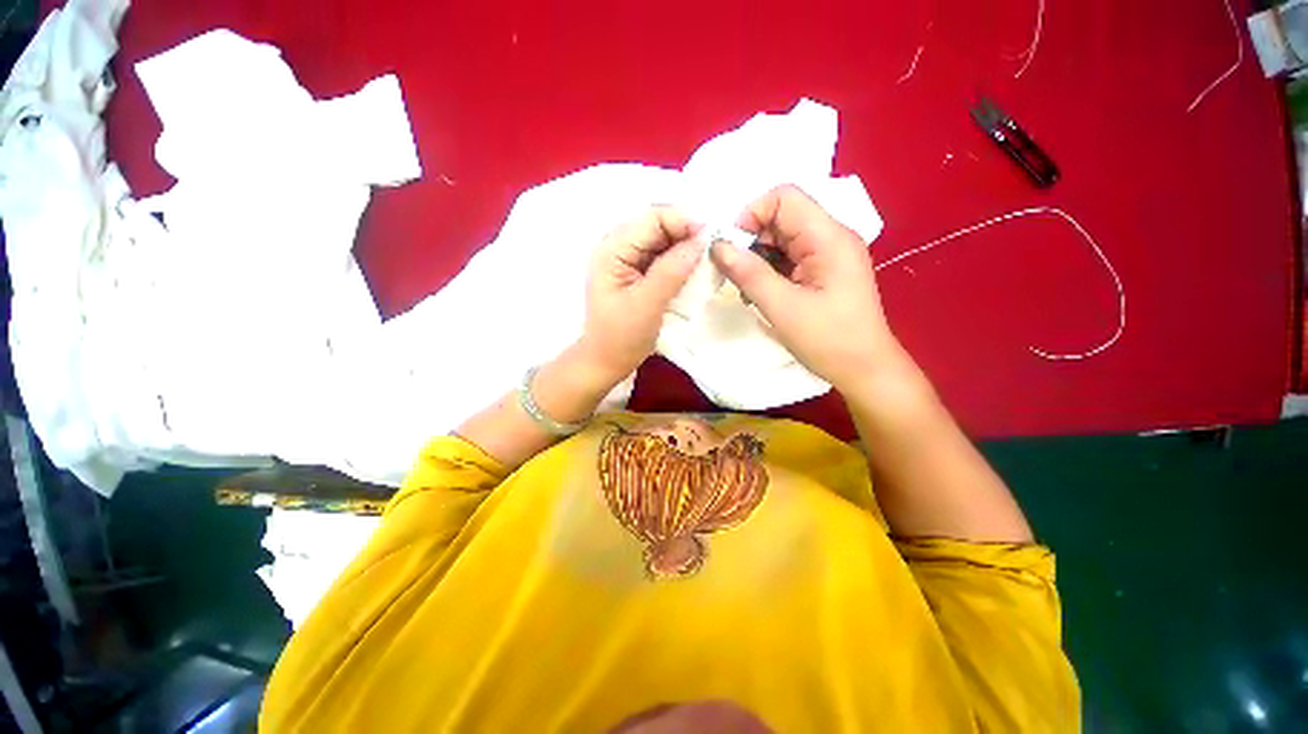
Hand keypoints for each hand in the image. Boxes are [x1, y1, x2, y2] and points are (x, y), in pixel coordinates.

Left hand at [581, 206, 703, 379]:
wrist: (607, 362)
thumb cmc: (621, 337)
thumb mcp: (647, 305)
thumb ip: (671, 271)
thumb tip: (700, 240)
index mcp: (612, 250)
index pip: (652, 218)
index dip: (683, 222)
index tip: (709, 240)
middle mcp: (618, 247)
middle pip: (658, 226)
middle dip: (686, 235)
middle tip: (710, 254)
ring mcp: (628, 259)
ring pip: (663, 240)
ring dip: (685, 249)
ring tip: (704, 264)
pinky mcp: (637, 272)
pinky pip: (663, 256)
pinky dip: (679, 261)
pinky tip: (692, 272)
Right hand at [710, 185, 907, 393]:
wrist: (864, 370)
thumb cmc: (828, 340)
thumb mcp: (782, 307)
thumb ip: (749, 273)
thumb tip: (717, 246)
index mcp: (828, 238)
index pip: (784, 198)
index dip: (751, 214)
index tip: (730, 248)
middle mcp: (831, 237)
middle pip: (781, 218)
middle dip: (751, 240)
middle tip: (732, 273)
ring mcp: (828, 254)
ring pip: (782, 239)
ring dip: (758, 258)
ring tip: (746, 288)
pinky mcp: (823, 271)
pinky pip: (789, 258)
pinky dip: (769, 271)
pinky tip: (761, 293)